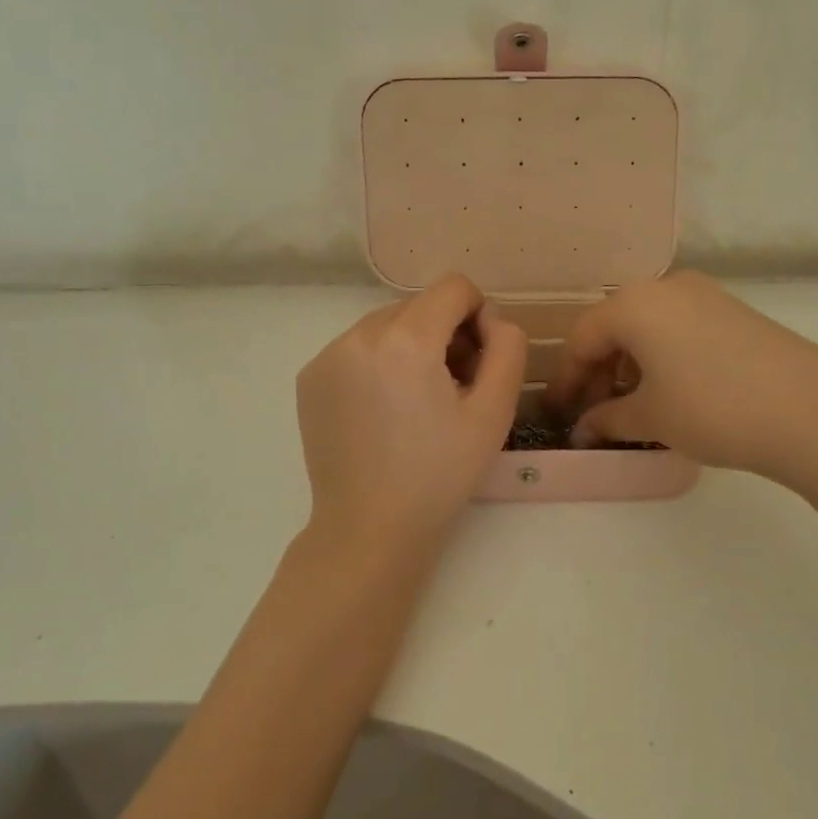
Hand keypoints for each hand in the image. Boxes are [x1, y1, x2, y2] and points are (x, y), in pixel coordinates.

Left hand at [295, 273, 525, 556]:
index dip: (478, 315)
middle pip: (419, 305)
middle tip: (455, 388)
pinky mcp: (309, 378)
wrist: (369, 530)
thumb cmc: (439, 475)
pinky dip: (379, 363)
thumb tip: (491, 319)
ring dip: (412, 346)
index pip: (453, 287)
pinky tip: (385, 411)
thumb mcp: (494, 412)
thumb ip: (508, 348)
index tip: (479, 362)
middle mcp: (359, 334)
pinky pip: (357, 348)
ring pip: (387, 324)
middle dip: (445, 333)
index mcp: (406, 339)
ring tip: (418, 402)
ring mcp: (327, 356)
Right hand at [546, 272, 817, 493]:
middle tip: (595, 413)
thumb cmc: (712, 408)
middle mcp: (665, 286)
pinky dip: (662, 356)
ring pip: (648, 326)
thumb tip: (584, 429)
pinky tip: (672, 390)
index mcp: (633, 304)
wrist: (810, 410)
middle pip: (614, 326)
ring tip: (633, 407)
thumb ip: (607, 419)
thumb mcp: (651, 418)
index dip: (566, 380)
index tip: (561, 415)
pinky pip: (679, 327)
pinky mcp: (733, 310)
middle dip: (599, 371)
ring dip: (631, 364)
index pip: (582, 338)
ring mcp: (704, 294)